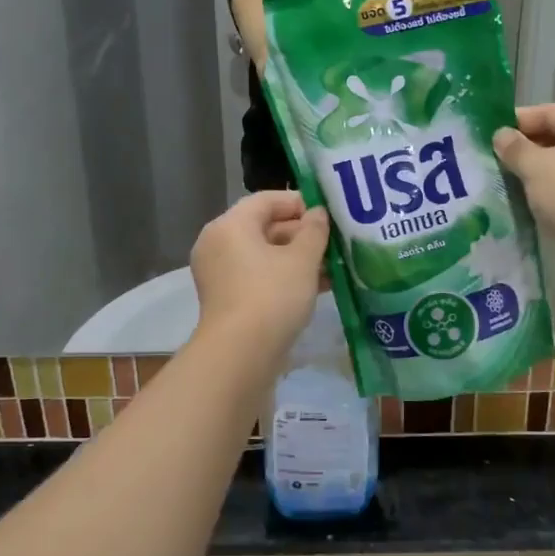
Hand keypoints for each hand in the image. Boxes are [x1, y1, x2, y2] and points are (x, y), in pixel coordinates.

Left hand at [190, 192, 329, 349]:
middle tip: (335, 242)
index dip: (300, 202)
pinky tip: (318, 287)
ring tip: (334, 266)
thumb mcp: (302, 259)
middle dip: (302, 234)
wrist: (241, 355)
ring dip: (297, 258)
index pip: (267, 200)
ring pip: (264, 255)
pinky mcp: (227, 299)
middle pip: (264, 227)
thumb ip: (314, 231)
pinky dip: (284, 277)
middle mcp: (218, 244)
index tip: (329, 214)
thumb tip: (318, 213)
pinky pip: (258, 277)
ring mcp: (220, 274)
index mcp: (230, 225)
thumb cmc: (272, 296)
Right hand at [494, 103, 554, 238]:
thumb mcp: (536, 166)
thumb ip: (515, 147)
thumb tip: (501, 135)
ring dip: (541, 168)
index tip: (492, 132)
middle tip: (498, 157)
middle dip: (529, 145)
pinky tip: (532, 198)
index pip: (553, 111)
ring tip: (511, 178)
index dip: (520, 120)